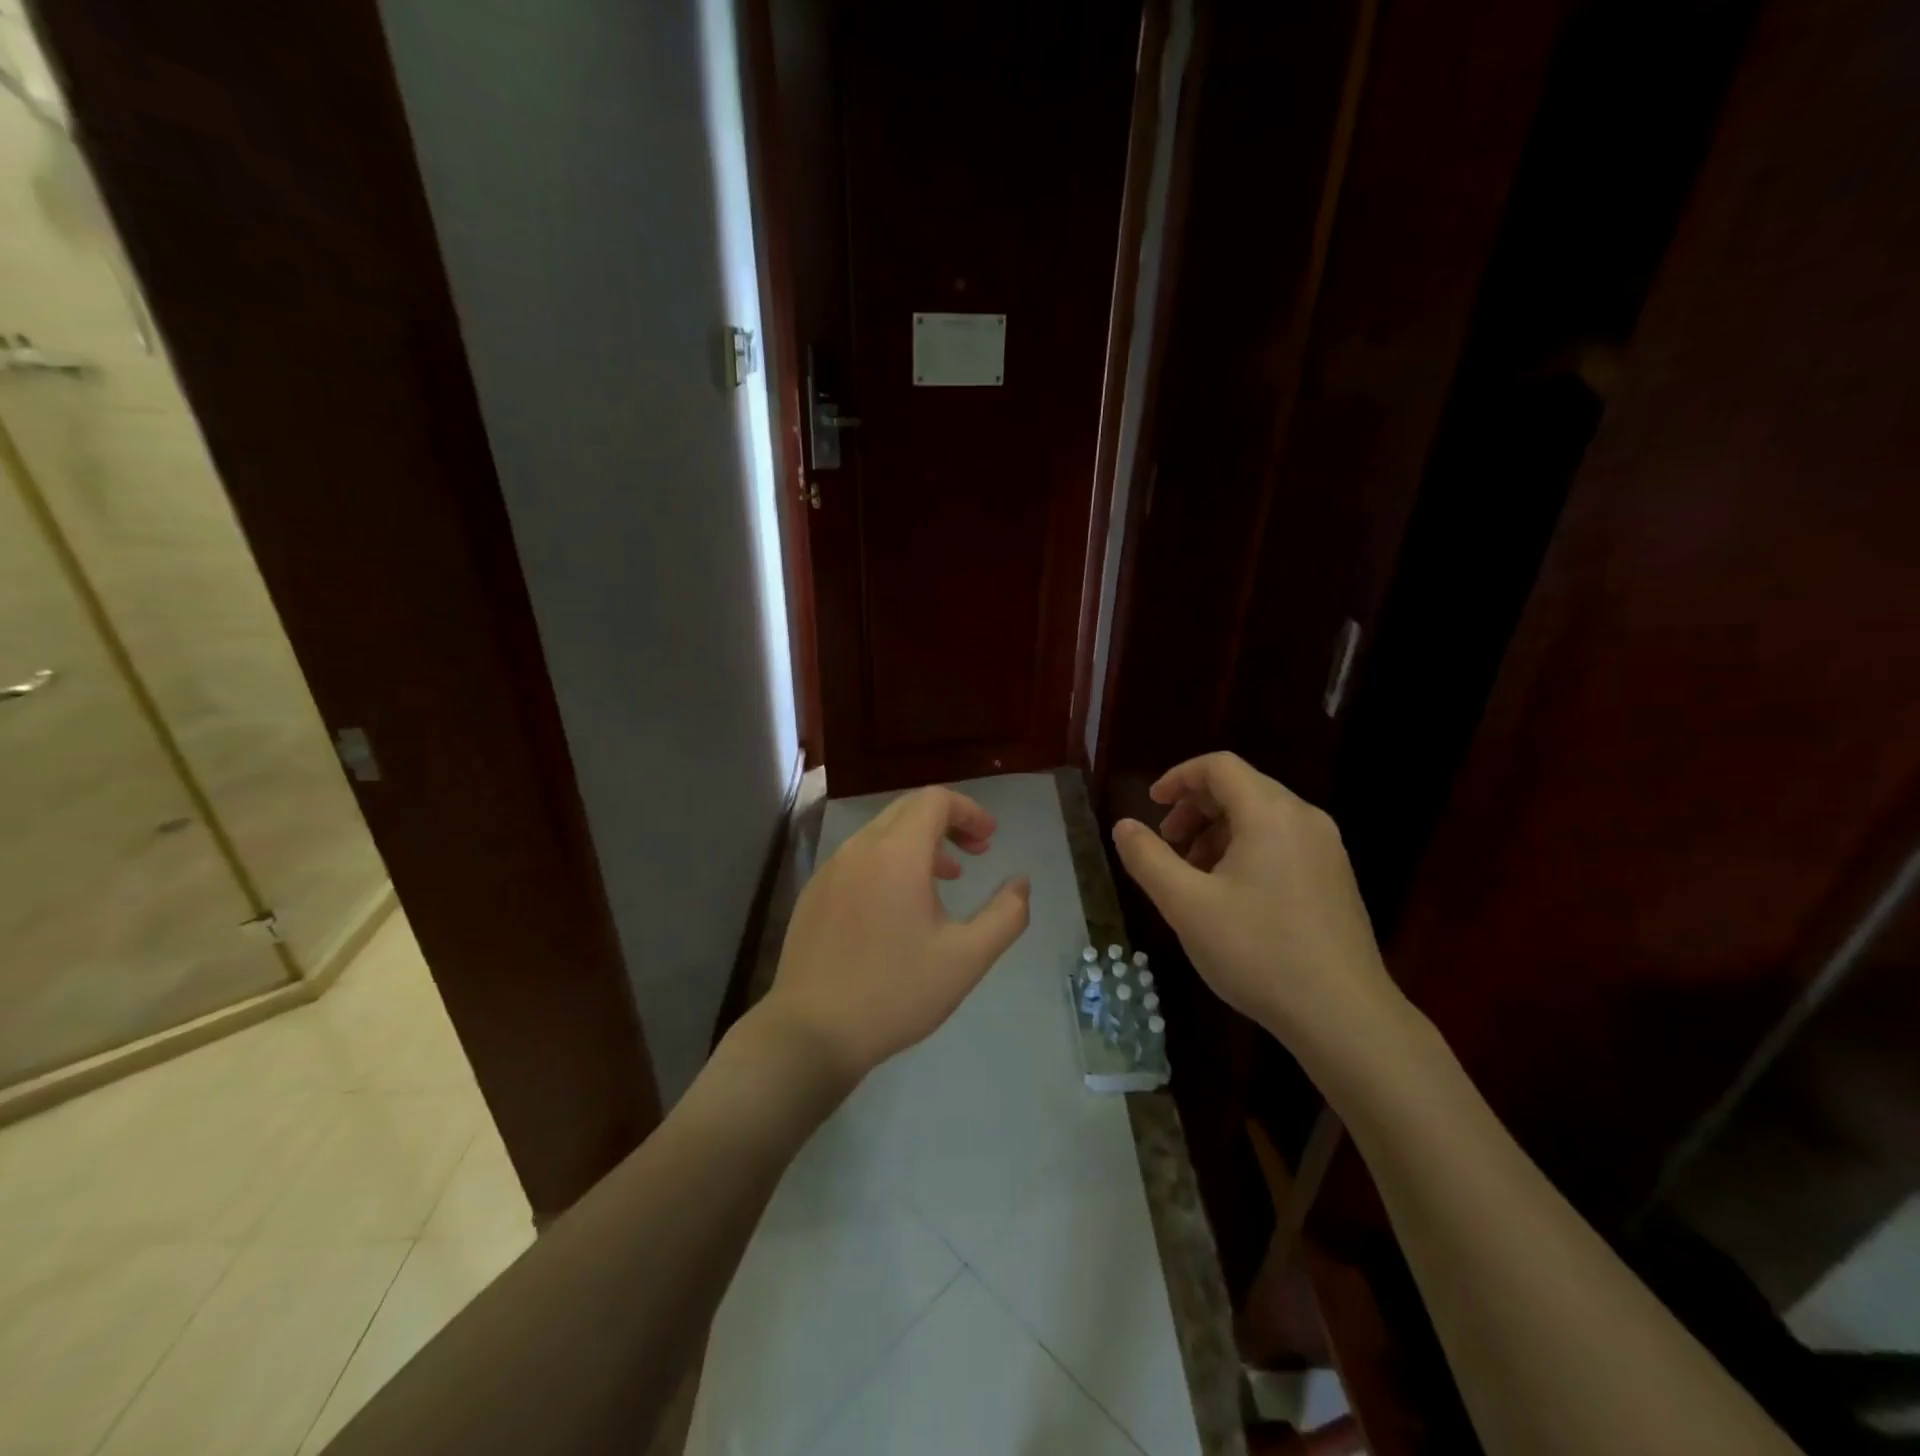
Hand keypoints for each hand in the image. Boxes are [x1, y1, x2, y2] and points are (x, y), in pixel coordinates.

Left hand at [761, 786, 1031, 1086]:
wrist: (812, 1032)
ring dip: (918, 844)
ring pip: (881, 834)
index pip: (935, 800)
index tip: (989, 839)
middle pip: (908, 810)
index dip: (969, 811)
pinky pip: (858, 859)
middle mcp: (859, 849)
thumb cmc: (896, 992)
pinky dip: (888, 862)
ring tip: (945, 879)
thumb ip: (1006, 915)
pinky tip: (898, 906)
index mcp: (896, 854)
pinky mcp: (813, 893)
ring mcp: (830, 870)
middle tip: (975, 853)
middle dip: (947, 822)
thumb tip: (1021, 883)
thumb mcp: (966, 959)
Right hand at [1110, 752, 1407, 1066]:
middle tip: (1167, 845)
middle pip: (1241, 788)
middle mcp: (1304, 819)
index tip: (1151, 805)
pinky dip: (1246, 849)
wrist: (1344, 1015)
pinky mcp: (1335, 877)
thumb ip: (1148, 858)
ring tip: (1193, 875)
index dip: (1178, 778)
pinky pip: (1282, 841)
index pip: (1219, 767)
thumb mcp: (1186, 904)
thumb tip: (1124, 826)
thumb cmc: (1257, 951)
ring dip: (1218, 831)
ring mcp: (1326, 849)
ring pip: (1261, 817)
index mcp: (1270, 813)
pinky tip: (1231, 895)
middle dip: (1195, 808)